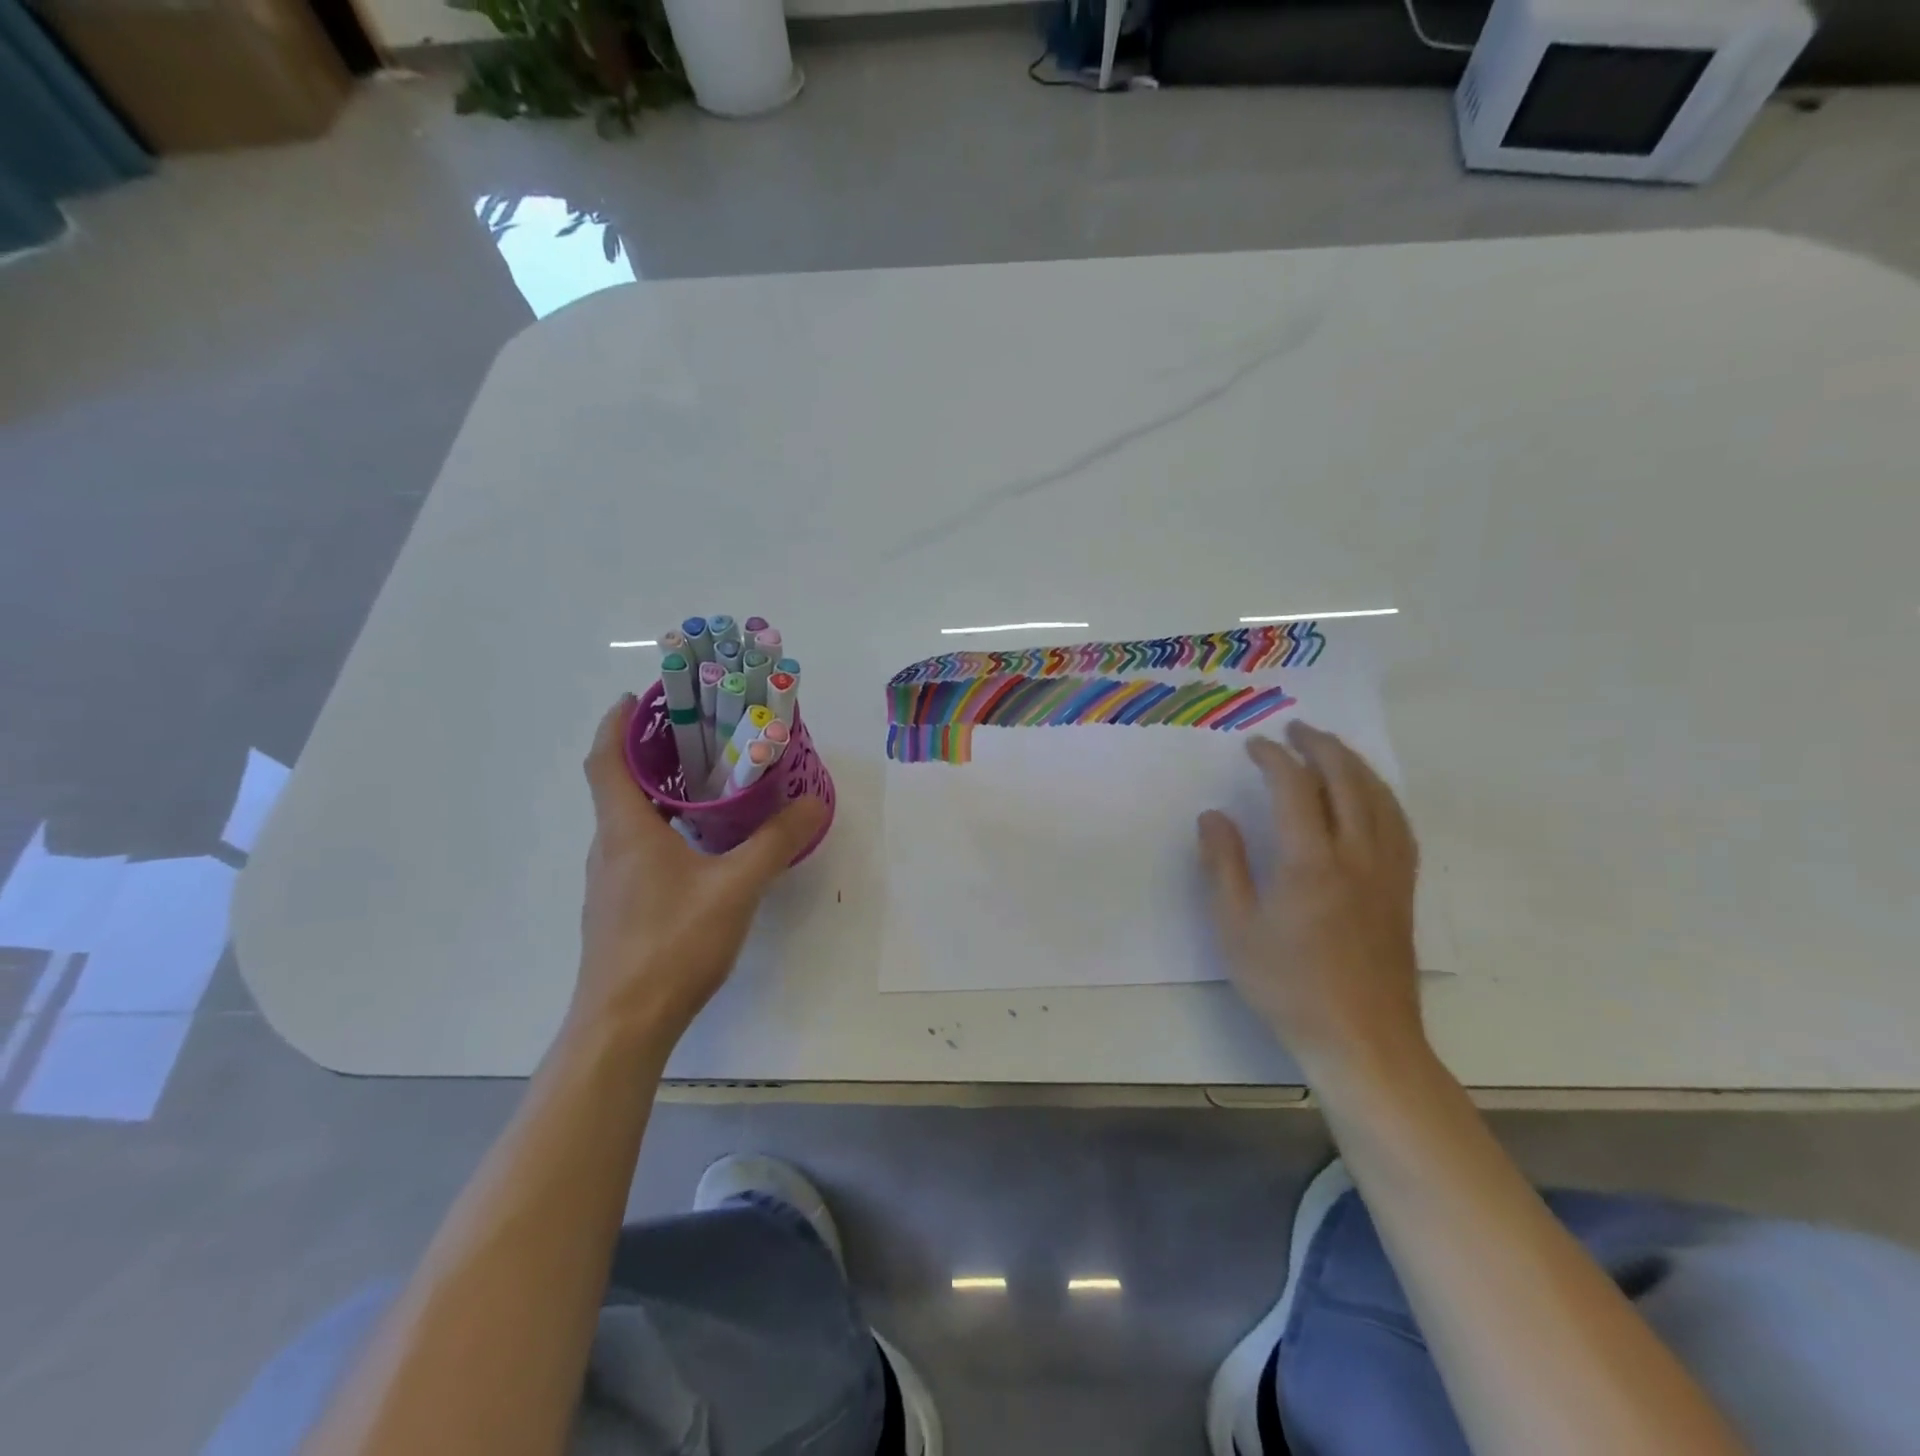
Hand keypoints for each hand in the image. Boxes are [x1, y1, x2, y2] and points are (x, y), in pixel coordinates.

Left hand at [574, 695, 826, 1042]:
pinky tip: (698, 845)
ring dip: (655, 792)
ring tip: (704, 782)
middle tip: (695, 735)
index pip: (606, 759)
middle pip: (615, 784)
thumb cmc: (673, 944)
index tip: (640, 697)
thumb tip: (813, 802)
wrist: (623, 1025)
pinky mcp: (619, 908)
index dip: (617, 723)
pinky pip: (635, 848)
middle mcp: (609, 847)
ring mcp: (610, 882)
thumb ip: (776, 842)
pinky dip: (660, 827)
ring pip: (627, 819)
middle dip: (647, 752)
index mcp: (626, 830)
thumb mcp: (737, 887)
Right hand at [1196, 720, 1425, 1083]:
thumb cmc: (1288, 985)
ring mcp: (1388, 871)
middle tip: (1296, 729)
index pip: (1295, 787)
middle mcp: (1357, 855)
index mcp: (1310, 862)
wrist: (1361, 1039)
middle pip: (1346, 780)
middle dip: (1320, 746)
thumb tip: (1214, 816)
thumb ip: (1223, 865)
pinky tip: (1370, 796)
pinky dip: (1381, 795)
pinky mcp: (1404, 889)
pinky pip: (1399, 824)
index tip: (1254, 746)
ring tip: (1331, 748)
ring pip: (1379, 797)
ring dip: (1354, 764)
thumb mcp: (1236, 928)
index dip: (1274, 758)